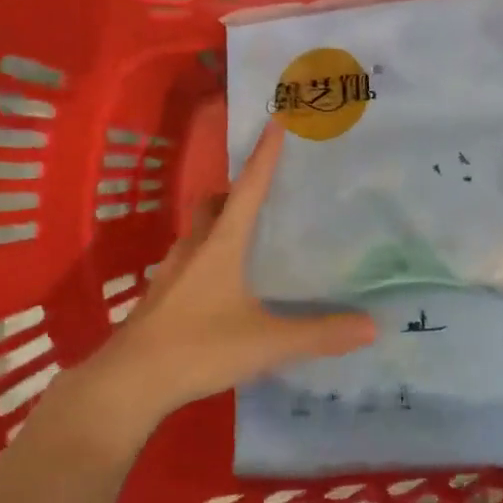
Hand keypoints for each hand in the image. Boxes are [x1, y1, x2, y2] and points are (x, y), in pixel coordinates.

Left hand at [89, 120, 376, 426]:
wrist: (130, 381)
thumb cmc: (200, 347)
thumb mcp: (267, 342)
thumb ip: (319, 334)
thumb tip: (372, 325)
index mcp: (221, 245)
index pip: (249, 189)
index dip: (264, 156)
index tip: (275, 121)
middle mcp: (194, 248)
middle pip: (213, 204)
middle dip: (235, 192)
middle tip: (262, 194)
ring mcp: (171, 271)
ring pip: (196, 232)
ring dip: (218, 224)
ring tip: (245, 237)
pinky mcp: (159, 296)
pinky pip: (187, 259)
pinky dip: (205, 255)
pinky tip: (220, 284)